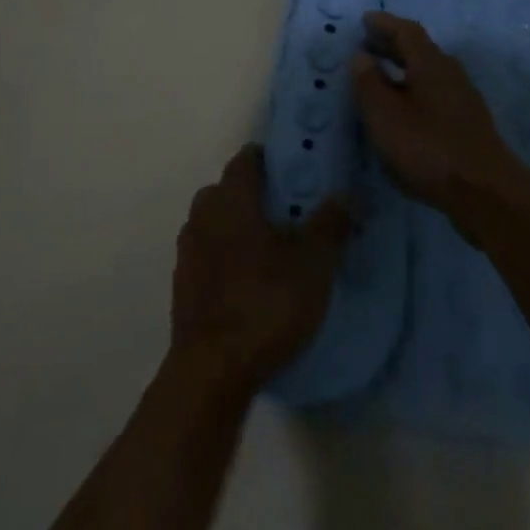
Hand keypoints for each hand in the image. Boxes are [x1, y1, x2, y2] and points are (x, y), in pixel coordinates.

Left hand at [170, 146, 350, 393]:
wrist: (212, 369)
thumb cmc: (266, 303)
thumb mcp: (314, 264)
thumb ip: (330, 225)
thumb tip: (346, 195)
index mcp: (231, 199)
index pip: (246, 160)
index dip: (269, 159)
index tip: (293, 169)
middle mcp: (203, 216)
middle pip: (226, 190)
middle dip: (253, 194)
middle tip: (288, 211)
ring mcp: (187, 252)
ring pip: (214, 223)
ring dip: (237, 228)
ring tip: (270, 249)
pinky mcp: (182, 285)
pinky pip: (207, 255)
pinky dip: (225, 258)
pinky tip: (249, 282)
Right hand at [351, 12, 527, 225]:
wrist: (485, 192)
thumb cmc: (428, 147)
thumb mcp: (385, 115)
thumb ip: (368, 83)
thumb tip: (361, 56)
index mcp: (430, 63)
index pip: (406, 31)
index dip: (384, 23)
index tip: (365, 20)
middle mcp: (450, 74)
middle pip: (419, 50)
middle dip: (392, 45)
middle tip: (367, 44)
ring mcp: (463, 100)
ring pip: (428, 73)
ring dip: (403, 69)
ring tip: (379, 77)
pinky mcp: (467, 124)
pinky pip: (434, 94)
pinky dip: (413, 90)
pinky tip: (402, 110)